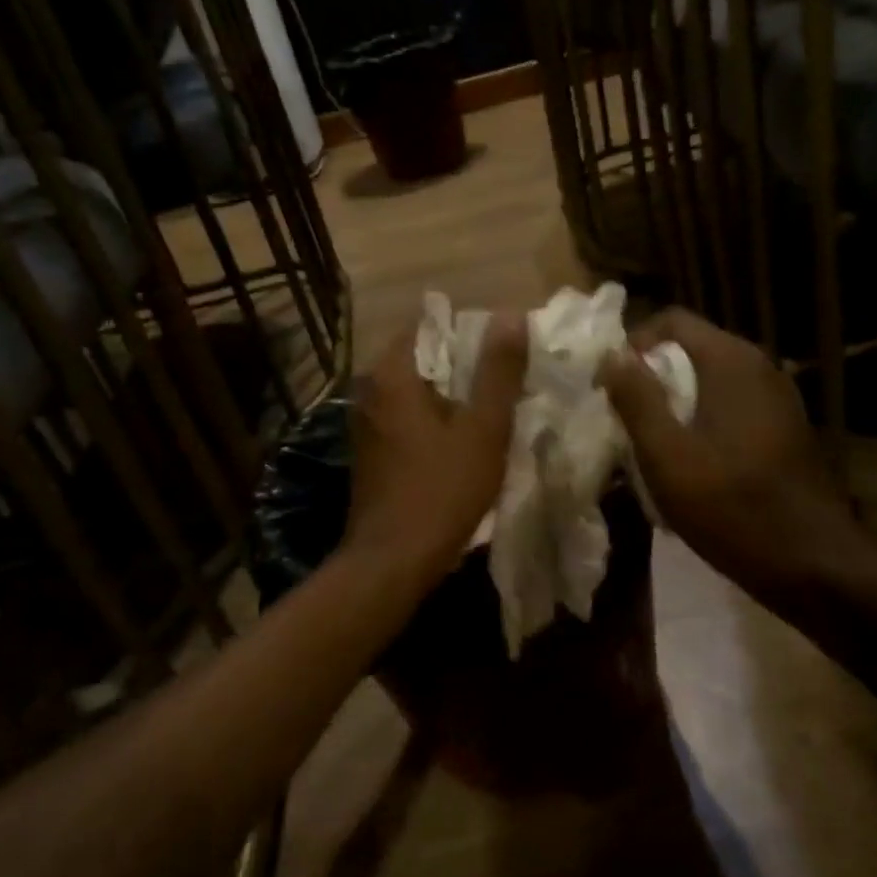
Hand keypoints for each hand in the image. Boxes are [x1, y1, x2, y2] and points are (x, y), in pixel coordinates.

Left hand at [343, 311, 528, 594]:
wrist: (393, 560)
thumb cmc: (442, 489)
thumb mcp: (483, 428)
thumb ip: (498, 371)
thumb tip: (511, 316)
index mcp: (391, 375)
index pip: (427, 325)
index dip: (467, 331)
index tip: (500, 349)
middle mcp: (369, 391)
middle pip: (421, 358)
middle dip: (462, 365)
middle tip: (504, 378)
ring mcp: (365, 424)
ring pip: (415, 391)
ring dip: (449, 395)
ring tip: (490, 407)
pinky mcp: (370, 452)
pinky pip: (406, 417)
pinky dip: (433, 419)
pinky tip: (462, 440)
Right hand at [599, 308, 876, 597]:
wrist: (815, 566)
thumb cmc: (733, 508)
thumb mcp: (668, 457)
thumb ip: (637, 401)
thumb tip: (612, 356)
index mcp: (731, 361)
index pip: (671, 321)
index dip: (632, 345)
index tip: (610, 387)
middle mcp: (759, 366)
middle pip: (690, 348)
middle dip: (651, 377)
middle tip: (624, 419)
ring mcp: (777, 396)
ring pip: (709, 379)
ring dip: (675, 401)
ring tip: (651, 443)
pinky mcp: (784, 425)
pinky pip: (730, 403)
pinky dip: (702, 418)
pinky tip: (691, 462)